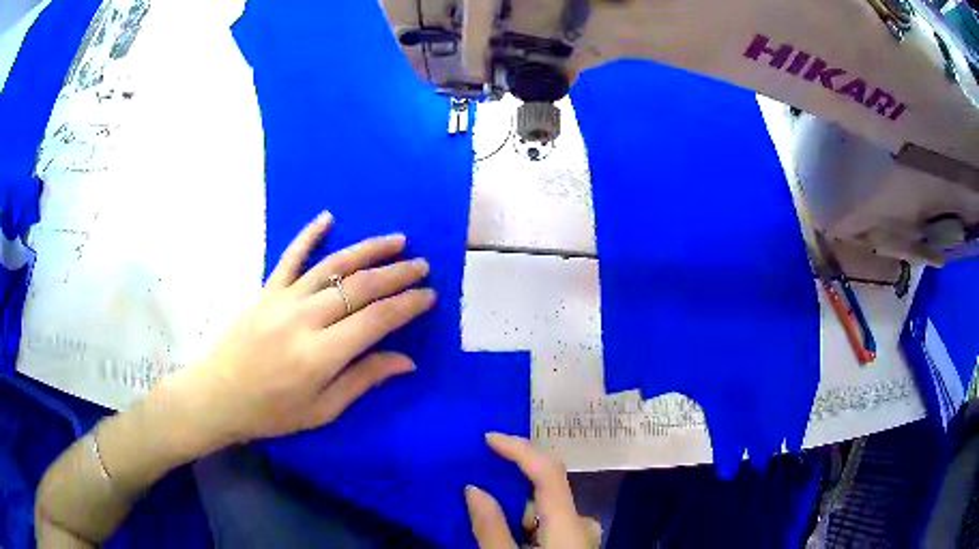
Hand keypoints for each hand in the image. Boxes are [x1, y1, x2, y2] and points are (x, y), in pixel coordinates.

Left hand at [165, 211, 434, 451]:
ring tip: (396, 241)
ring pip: (333, 265)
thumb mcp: (322, 410)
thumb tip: (406, 361)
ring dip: (368, 250)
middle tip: (422, 266)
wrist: (218, 394)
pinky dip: (309, 235)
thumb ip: (363, 380)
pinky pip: (290, 256)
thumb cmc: (272, 411)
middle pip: (360, 287)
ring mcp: (283, 299)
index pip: (376, 320)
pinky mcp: (266, 290)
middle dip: (396, 274)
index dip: (407, 305)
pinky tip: (327, 217)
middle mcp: (305, 319)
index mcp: (321, 354)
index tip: (428, 295)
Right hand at [466, 433, 600, 548]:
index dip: (520, 449)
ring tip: (483, 516)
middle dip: (512, 487)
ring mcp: (584, 537)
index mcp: (570, 522)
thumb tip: (473, 489)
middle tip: (475, 483)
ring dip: (519, 511)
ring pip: (547, 513)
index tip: (489, 437)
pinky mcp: (579, 547)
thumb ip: (491, 528)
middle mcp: (583, 523)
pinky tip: (508, 537)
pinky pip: (551, 527)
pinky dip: (529, 526)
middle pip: (545, 493)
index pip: (548, 471)